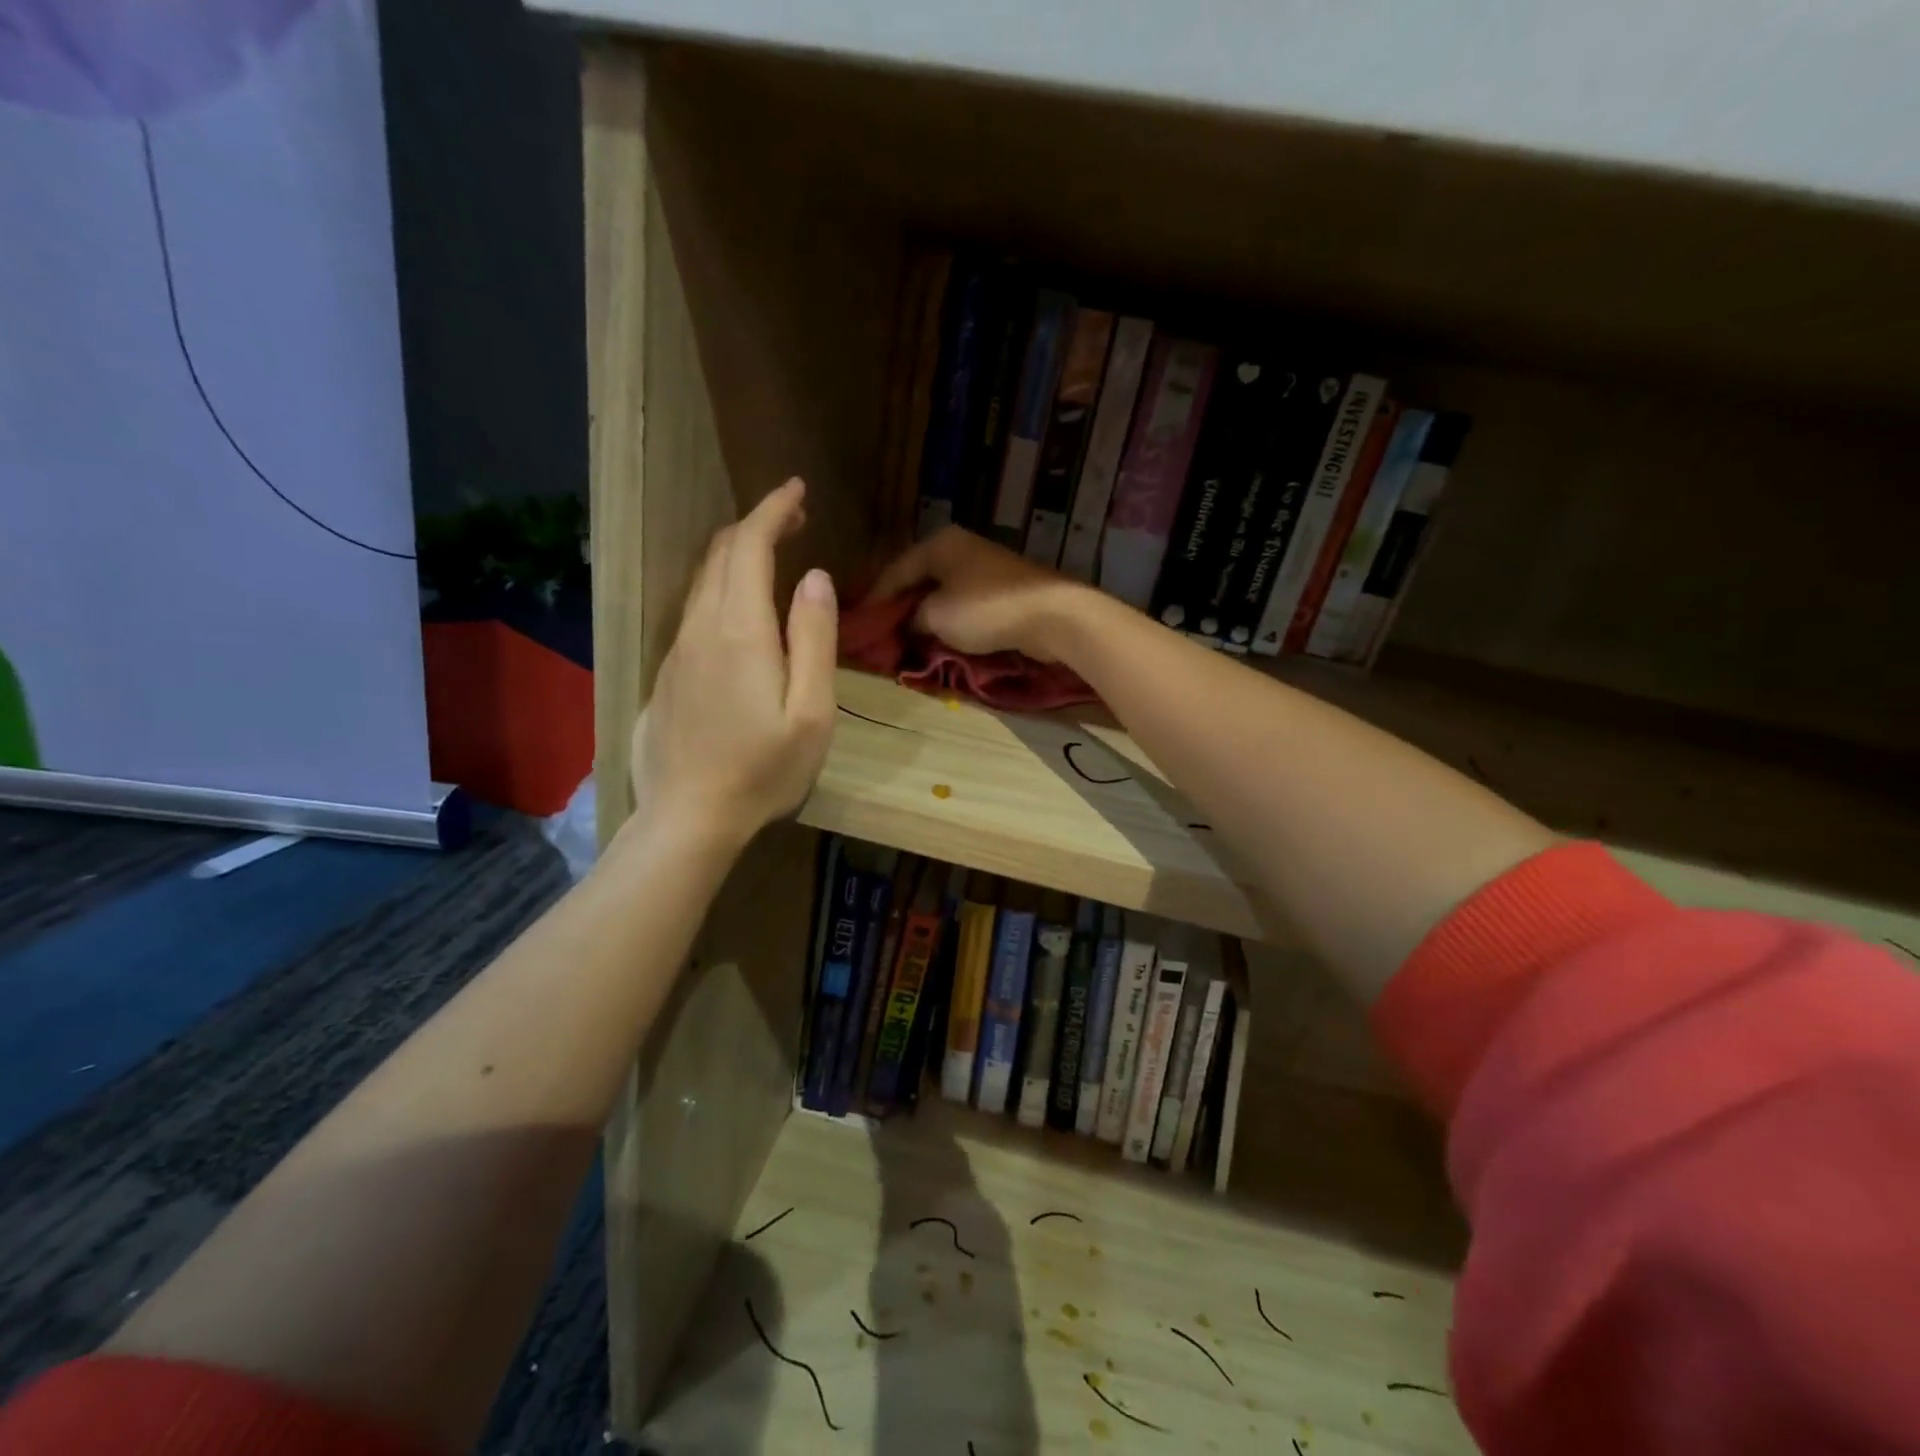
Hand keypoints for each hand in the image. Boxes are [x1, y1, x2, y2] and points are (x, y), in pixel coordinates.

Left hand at [631, 478, 837, 846]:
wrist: (689, 819)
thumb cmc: (764, 771)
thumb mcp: (811, 712)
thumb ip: (814, 640)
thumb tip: (814, 578)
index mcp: (740, 631)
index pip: (749, 546)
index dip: (772, 509)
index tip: (796, 489)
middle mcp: (700, 628)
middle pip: (721, 555)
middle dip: (756, 524)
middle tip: (793, 517)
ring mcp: (677, 651)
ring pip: (703, 581)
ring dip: (737, 555)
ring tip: (772, 552)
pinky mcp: (668, 674)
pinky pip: (694, 611)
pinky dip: (721, 587)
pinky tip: (741, 608)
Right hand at [865, 526, 1090, 662]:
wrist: (1052, 616)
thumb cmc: (986, 610)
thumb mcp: (936, 616)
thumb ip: (912, 619)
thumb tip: (909, 625)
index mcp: (939, 544)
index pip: (894, 571)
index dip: (875, 600)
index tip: (859, 625)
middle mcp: (960, 549)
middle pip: (918, 580)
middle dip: (900, 609)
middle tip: (882, 635)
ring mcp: (984, 568)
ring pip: (942, 594)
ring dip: (925, 617)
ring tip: (907, 641)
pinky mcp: (1003, 590)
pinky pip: (964, 605)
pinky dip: (949, 621)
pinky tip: (940, 639)